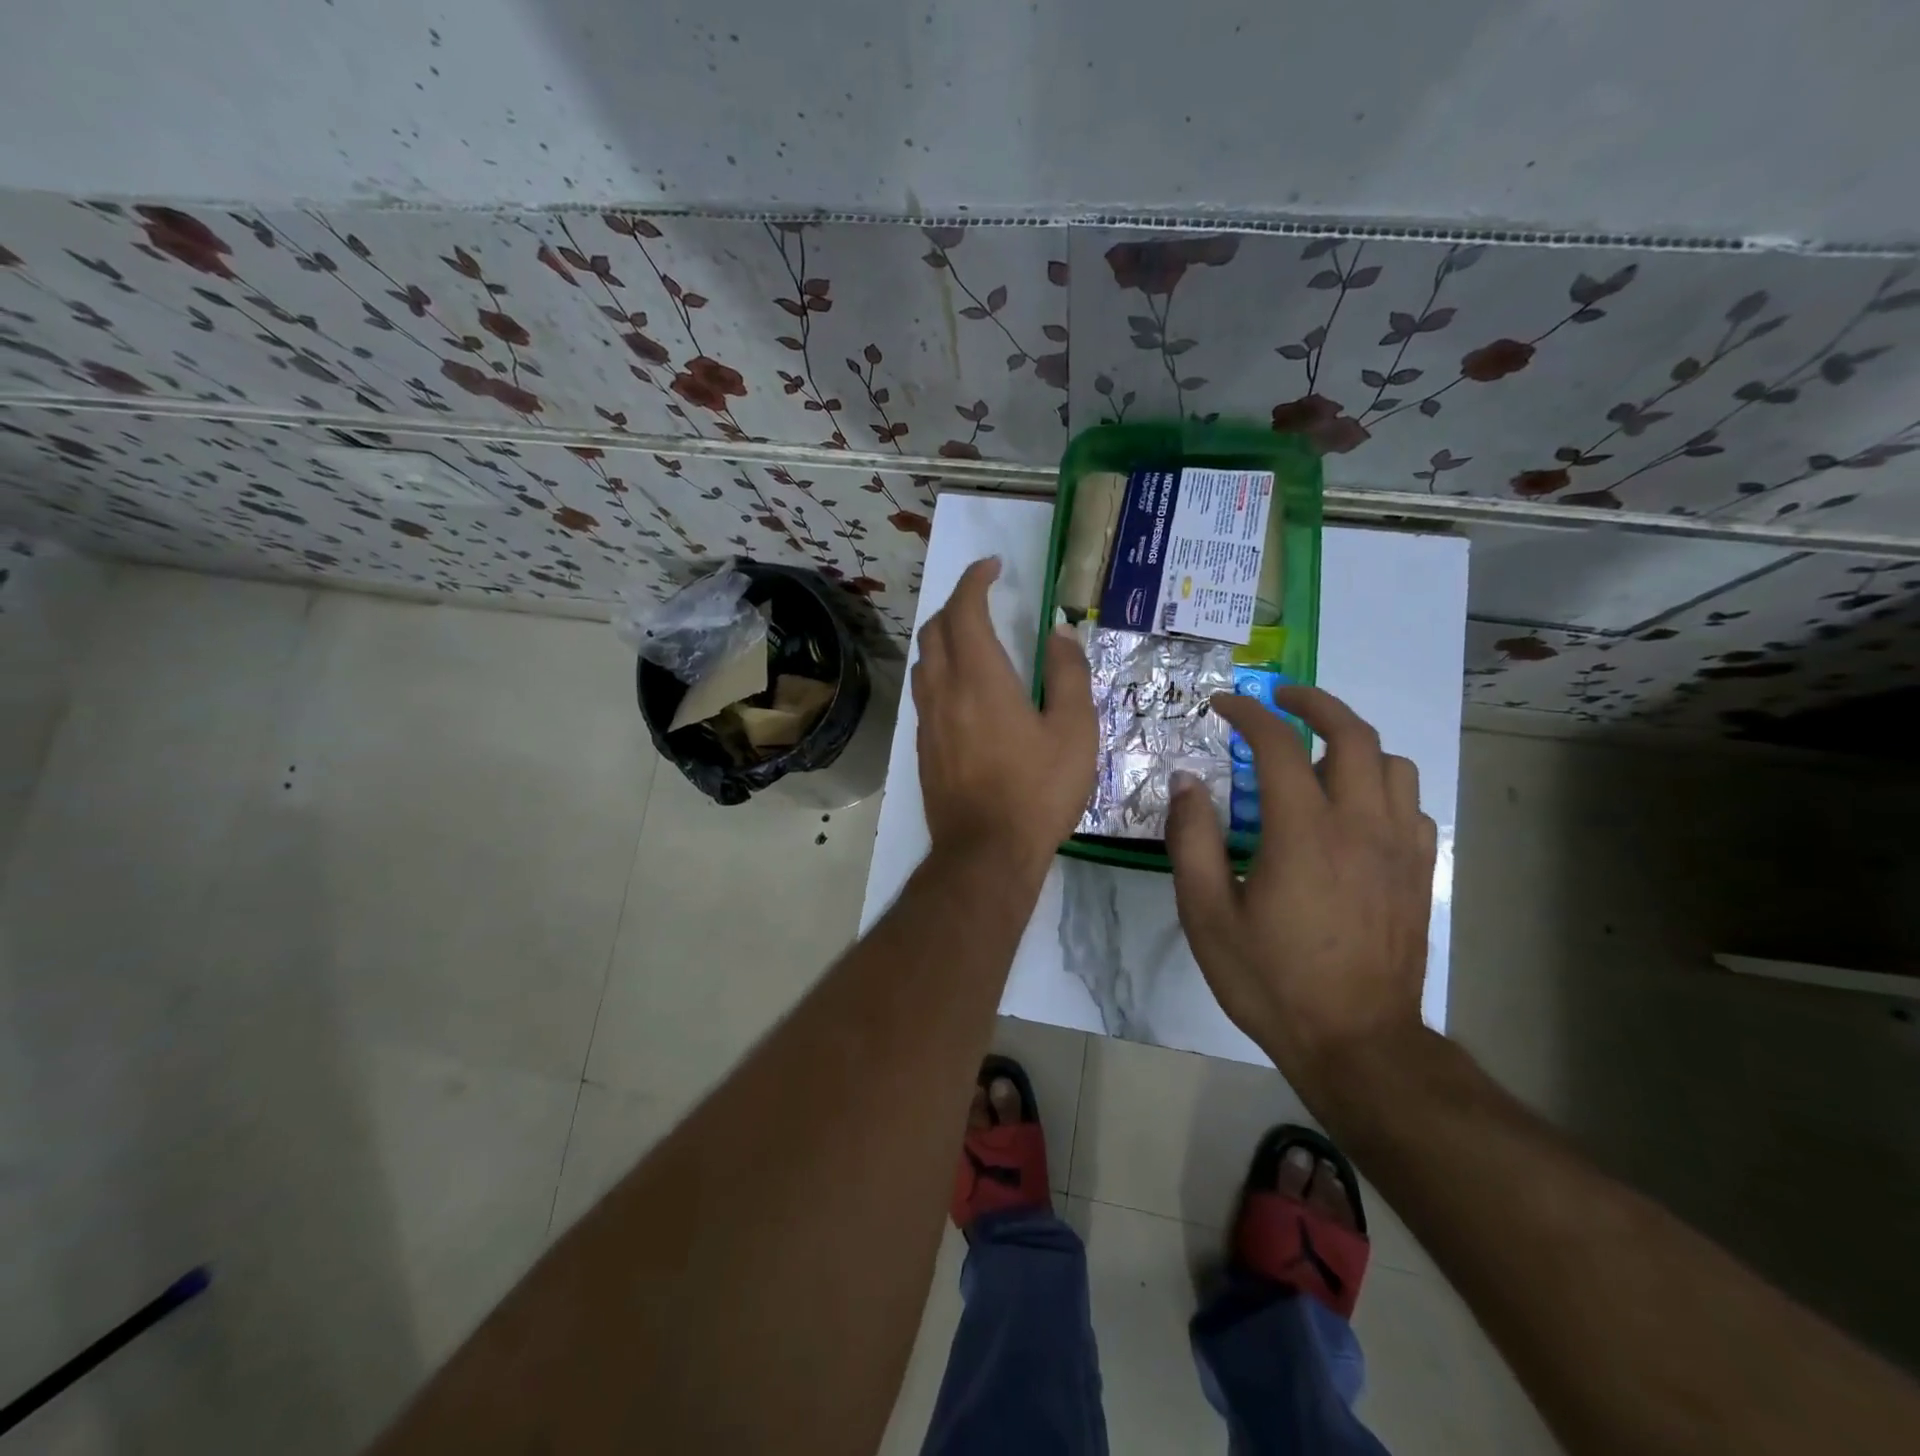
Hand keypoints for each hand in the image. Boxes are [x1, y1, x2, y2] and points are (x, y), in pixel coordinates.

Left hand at [913, 557, 1095, 873]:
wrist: (986, 851)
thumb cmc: (1038, 791)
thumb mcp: (1074, 731)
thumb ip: (1068, 675)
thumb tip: (1060, 633)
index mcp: (981, 678)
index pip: (964, 610)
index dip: (975, 580)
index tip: (993, 566)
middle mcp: (944, 690)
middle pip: (935, 629)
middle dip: (956, 604)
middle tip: (985, 600)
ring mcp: (928, 720)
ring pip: (924, 661)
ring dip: (944, 638)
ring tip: (974, 640)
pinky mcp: (923, 747)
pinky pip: (924, 692)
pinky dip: (940, 671)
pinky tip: (963, 690)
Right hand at [1165, 685, 1435, 1097]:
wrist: (1358, 1045)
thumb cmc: (1273, 981)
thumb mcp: (1208, 916)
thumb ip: (1193, 841)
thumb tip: (1187, 782)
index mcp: (1304, 832)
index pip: (1278, 745)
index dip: (1249, 714)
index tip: (1224, 704)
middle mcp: (1360, 826)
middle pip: (1353, 735)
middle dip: (1315, 703)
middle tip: (1281, 698)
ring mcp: (1399, 849)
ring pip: (1392, 765)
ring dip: (1353, 743)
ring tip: (1317, 753)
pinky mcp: (1420, 874)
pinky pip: (1411, 806)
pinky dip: (1382, 787)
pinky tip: (1354, 809)